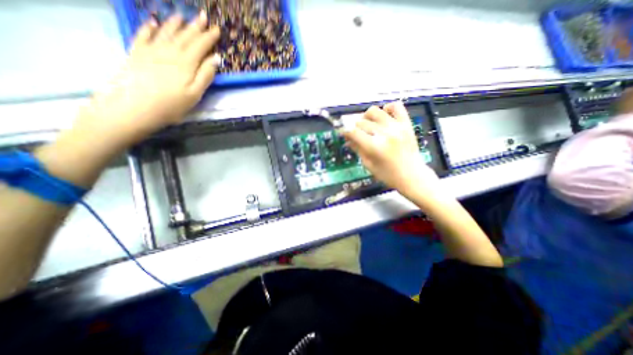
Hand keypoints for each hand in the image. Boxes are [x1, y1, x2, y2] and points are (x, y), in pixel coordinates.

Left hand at [76, 12, 219, 146]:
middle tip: (203, 16)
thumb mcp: (195, 94)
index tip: (217, 29)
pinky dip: (149, 28)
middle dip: (195, 26)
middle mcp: (169, 52)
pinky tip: (152, 22)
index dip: (209, 37)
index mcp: (186, 63)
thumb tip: (216, 58)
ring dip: (175, 24)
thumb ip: (206, 75)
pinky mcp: (136, 54)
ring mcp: (151, 51)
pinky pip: (143, 36)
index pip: (200, 45)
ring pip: (165, 33)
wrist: (134, 107)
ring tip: (181, 16)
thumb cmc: (171, 105)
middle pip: (184, 36)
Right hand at [341, 101, 440, 196]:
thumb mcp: (368, 165)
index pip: (353, 132)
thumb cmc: (388, 175)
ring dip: (366, 117)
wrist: (412, 176)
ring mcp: (397, 126)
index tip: (343, 133)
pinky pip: (396, 106)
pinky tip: (384, 115)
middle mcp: (384, 133)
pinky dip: (387, 108)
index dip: (345, 131)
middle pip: (362, 122)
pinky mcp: (406, 124)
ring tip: (368, 125)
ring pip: (374, 111)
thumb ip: (358, 149)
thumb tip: (347, 140)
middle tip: (356, 134)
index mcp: (374, 147)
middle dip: (355, 128)